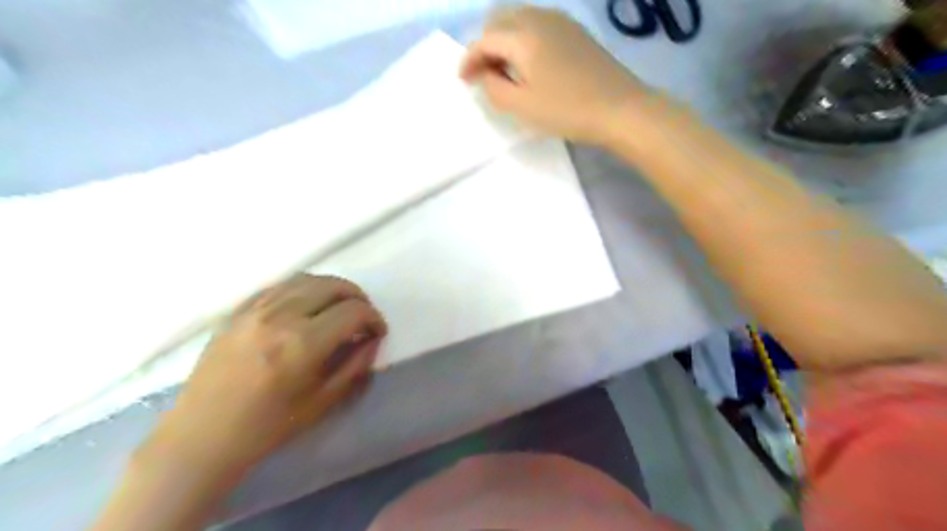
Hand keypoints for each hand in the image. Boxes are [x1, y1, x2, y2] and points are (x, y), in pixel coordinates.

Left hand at [148, 277, 383, 478]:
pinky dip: (302, 289)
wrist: (200, 438)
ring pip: (306, 279)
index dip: (374, 318)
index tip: (377, 332)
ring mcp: (254, 310)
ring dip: (331, 289)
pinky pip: (278, 286)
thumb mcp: (322, 402)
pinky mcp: (237, 311)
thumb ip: (355, 366)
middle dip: (357, 297)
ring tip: (338, 308)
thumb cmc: (266, 428)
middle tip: (362, 317)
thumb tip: (372, 340)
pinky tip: (306, 306)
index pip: (354, 311)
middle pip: (333, 285)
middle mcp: (280, 316)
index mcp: (303, 343)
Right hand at [463, 7, 656, 146]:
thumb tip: (487, 75)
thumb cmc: (568, 110)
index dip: (469, 59)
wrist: (621, 108)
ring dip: (504, 41)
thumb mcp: (522, 106)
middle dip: (485, 45)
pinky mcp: (576, 32)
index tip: (462, 80)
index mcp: (523, 36)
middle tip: (482, 75)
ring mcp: (562, 22)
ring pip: (520, 20)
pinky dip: (524, 40)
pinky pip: (539, 26)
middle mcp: (540, 18)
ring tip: (504, 71)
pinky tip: (530, 64)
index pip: (485, 39)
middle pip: (500, 20)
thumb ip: (494, 89)